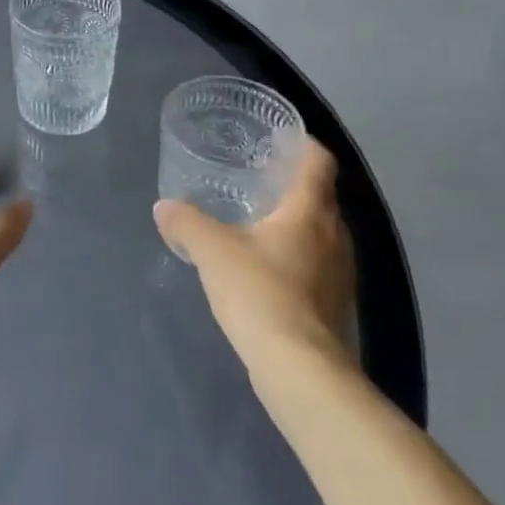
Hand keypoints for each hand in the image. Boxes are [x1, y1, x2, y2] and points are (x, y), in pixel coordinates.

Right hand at [153, 141, 355, 374]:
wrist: (299, 368)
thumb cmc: (259, 292)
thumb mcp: (211, 250)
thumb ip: (186, 222)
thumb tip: (164, 207)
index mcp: (309, 212)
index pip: (319, 163)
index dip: (303, 144)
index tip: (280, 136)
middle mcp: (334, 236)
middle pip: (321, 197)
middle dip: (294, 185)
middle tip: (259, 177)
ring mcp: (340, 274)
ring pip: (321, 234)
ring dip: (296, 223)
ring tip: (259, 221)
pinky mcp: (334, 305)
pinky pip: (317, 265)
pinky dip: (296, 256)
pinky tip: (266, 267)